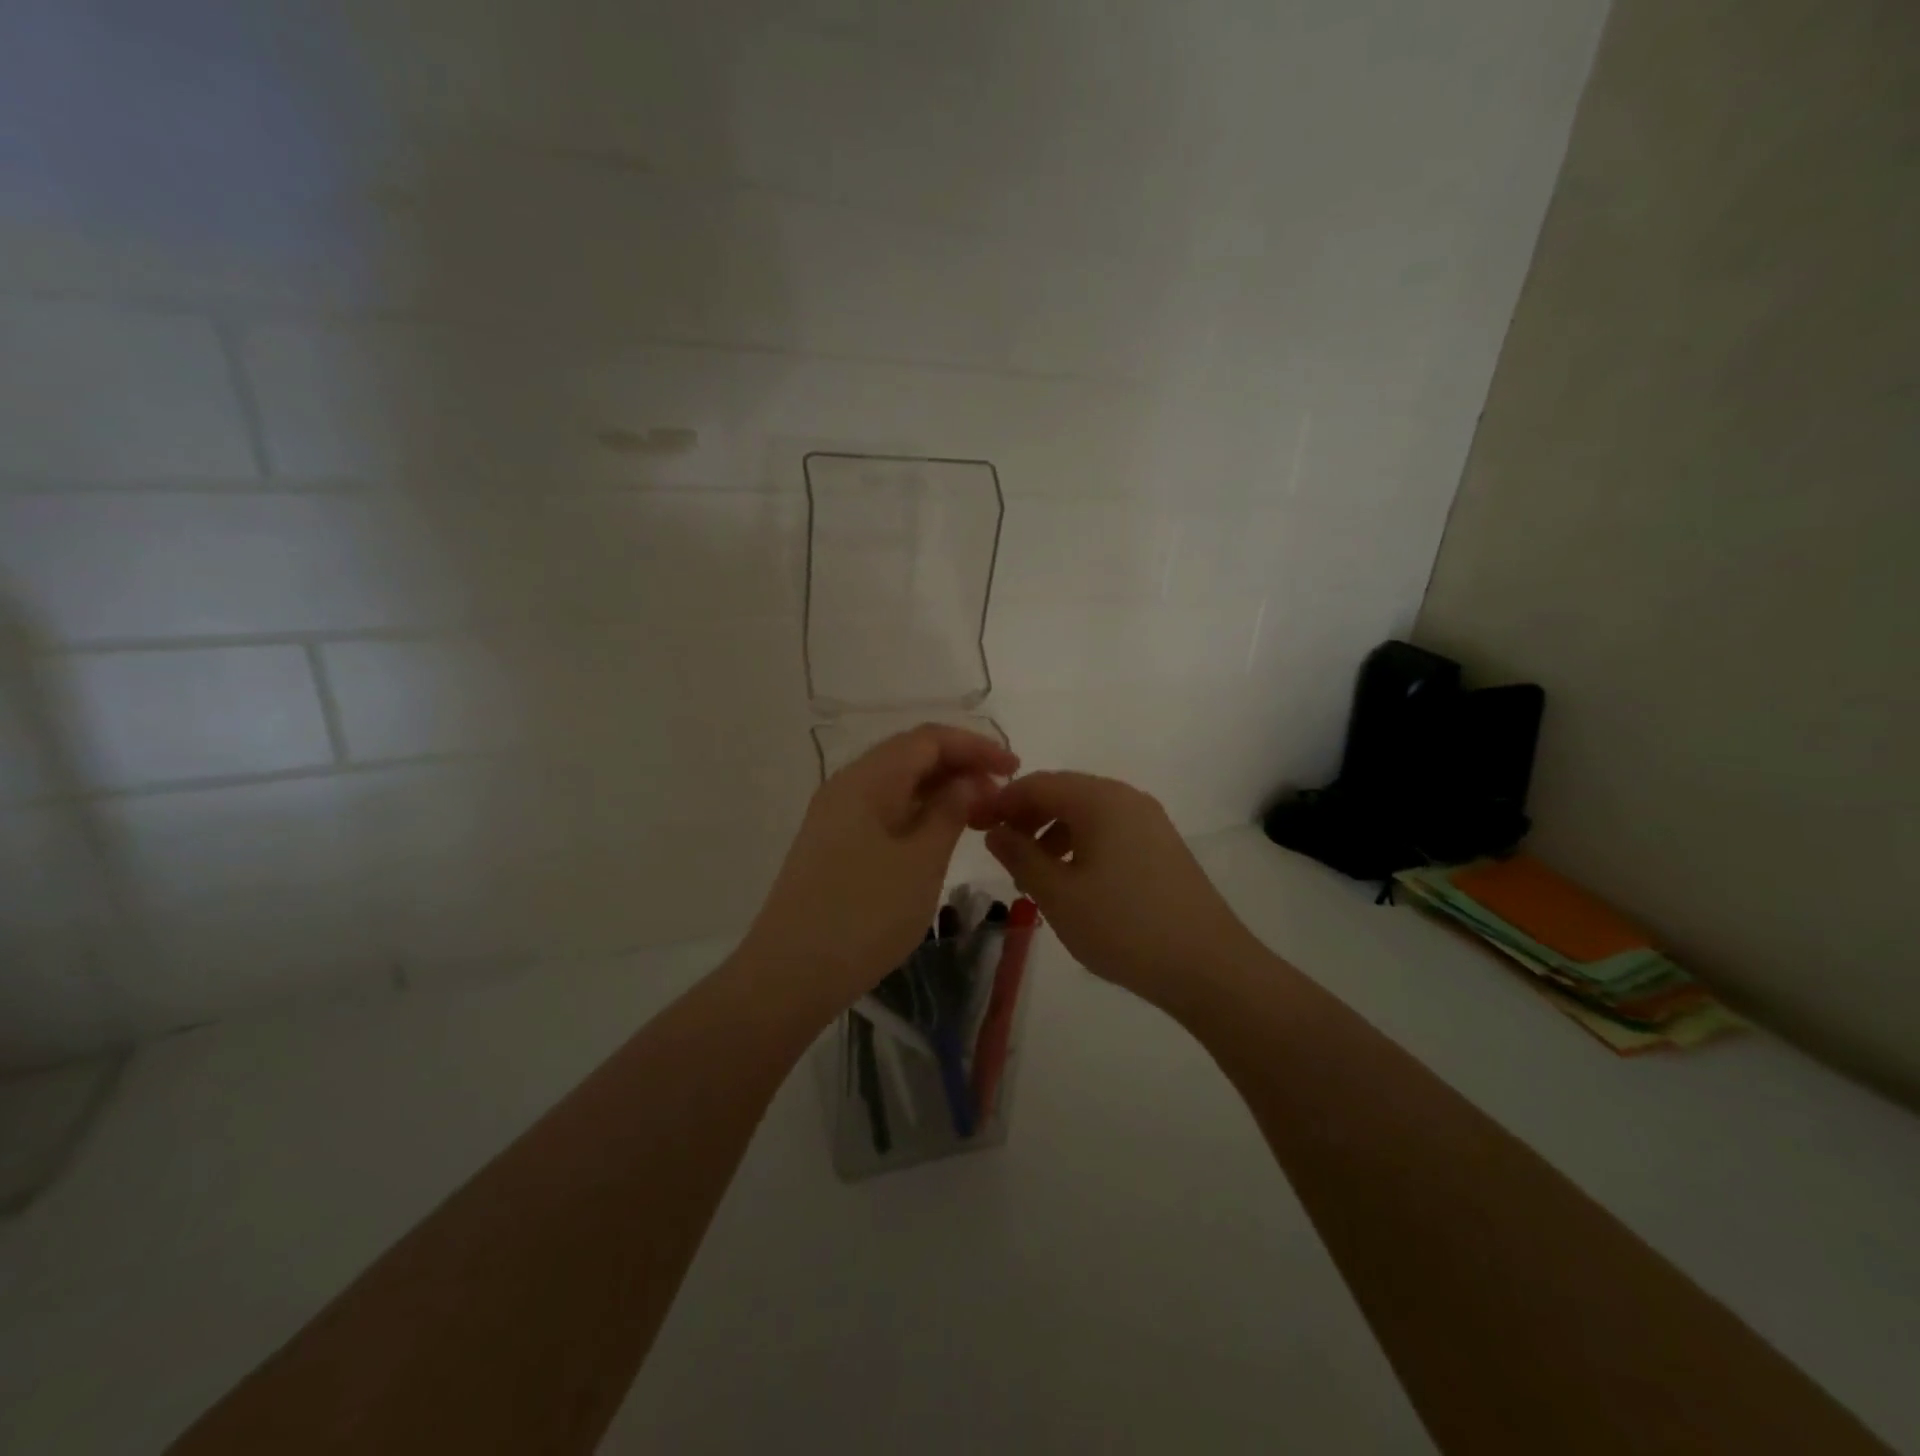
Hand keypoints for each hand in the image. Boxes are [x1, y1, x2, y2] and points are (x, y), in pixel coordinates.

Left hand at [742, 725, 1017, 1009]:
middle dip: (960, 766)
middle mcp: (847, 786)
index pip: (927, 739)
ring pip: (897, 785)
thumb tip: (970, 781)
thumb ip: (950, 812)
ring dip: (940, 791)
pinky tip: (941, 835)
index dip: (974, 746)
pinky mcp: (834, 844)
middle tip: (1002, 795)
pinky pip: (884, 811)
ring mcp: (836, 816)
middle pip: (910, 756)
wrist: (789, 975)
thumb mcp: (921, 862)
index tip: (1014, 767)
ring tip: (980, 814)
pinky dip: (919, 814)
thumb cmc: (863, 915)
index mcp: (867, 779)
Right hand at [982, 771, 1263, 1011]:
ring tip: (1033, 877)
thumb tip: (996, 831)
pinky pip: (1108, 832)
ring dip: (1051, 835)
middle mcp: (1126, 798)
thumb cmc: (1123, 926)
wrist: (1208, 966)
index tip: (973, 827)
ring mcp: (1149, 822)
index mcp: (1100, 799)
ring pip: (1086, 814)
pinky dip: (1079, 846)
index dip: (1000, 801)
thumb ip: (1020, 856)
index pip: (1037, 783)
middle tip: (1000, 853)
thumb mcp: (1058, 894)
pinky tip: (1072, 883)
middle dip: (1025, 818)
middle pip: (1063, 793)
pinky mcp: (1161, 847)